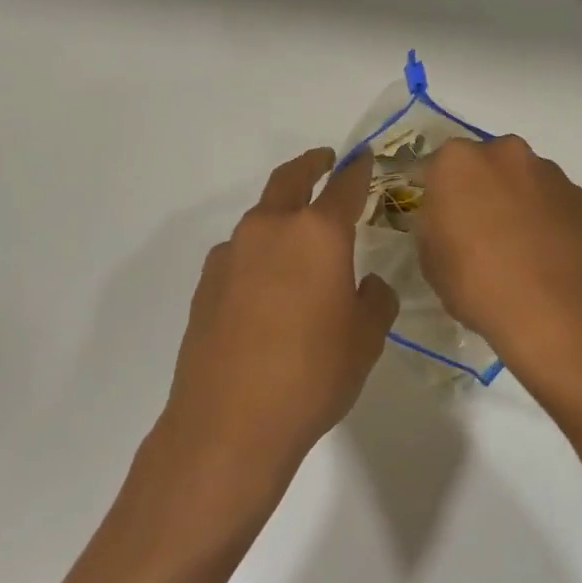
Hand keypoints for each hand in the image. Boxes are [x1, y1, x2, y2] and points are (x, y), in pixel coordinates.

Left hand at [160, 148, 398, 481]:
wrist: (230, 423)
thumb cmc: (313, 376)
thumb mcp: (365, 340)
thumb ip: (375, 301)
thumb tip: (369, 284)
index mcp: (318, 234)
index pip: (344, 186)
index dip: (358, 170)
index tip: (365, 159)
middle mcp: (271, 230)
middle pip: (291, 180)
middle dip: (311, 165)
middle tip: (325, 162)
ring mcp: (231, 253)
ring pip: (262, 216)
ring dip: (282, 214)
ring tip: (298, 240)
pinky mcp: (206, 282)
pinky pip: (240, 253)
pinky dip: (258, 253)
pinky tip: (266, 286)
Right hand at [416, 136, 581, 370]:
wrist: (551, 309)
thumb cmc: (476, 282)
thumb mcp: (430, 258)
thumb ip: (433, 224)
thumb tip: (445, 218)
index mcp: (457, 162)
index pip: (431, 168)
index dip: (431, 192)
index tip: (434, 216)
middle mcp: (503, 153)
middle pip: (482, 165)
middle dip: (477, 188)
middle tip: (476, 227)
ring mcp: (547, 171)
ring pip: (520, 178)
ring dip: (514, 198)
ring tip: (515, 242)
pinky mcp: (579, 195)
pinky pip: (551, 199)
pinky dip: (544, 215)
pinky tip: (543, 250)